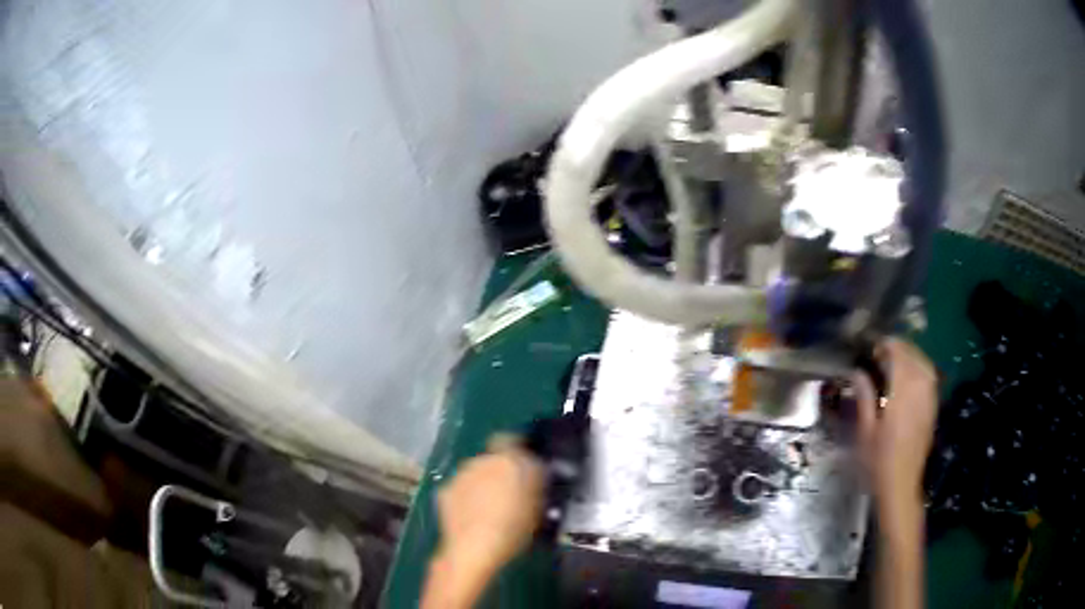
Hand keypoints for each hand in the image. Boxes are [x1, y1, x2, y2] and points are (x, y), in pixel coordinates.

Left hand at [423, 437, 545, 608]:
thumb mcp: (538, 505)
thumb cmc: (515, 528)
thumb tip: (534, 470)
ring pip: (475, 474)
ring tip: (489, 510)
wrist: (474, 546)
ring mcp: (461, 475)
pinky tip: (471, 518)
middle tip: (509, 494)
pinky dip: (465, 498)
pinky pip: (460, 489)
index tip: (522, 465)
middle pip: (492, 459)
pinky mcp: (445, 490)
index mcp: (510, 459)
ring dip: (481, 485)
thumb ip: (535, 481)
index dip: (515, 450)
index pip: (511, 440)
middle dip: (499, 472)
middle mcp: (482, 460)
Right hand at [854, 338, 937, 507]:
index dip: (887, 346)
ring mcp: (929, 400)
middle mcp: (920, 391)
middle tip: (882, 351)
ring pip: (925, 365)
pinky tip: (911, 377)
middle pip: (913, 356)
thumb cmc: (878, 461)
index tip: (872, 347)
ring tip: (896, 360)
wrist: (900, 486)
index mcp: (902, 394)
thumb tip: (857, 371)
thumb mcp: (865, 431)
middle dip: (899, 348)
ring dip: (911, 356)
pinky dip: (921, 369)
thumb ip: (864, 397)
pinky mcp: (933, 409)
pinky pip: (930, 379)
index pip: (899, 356)